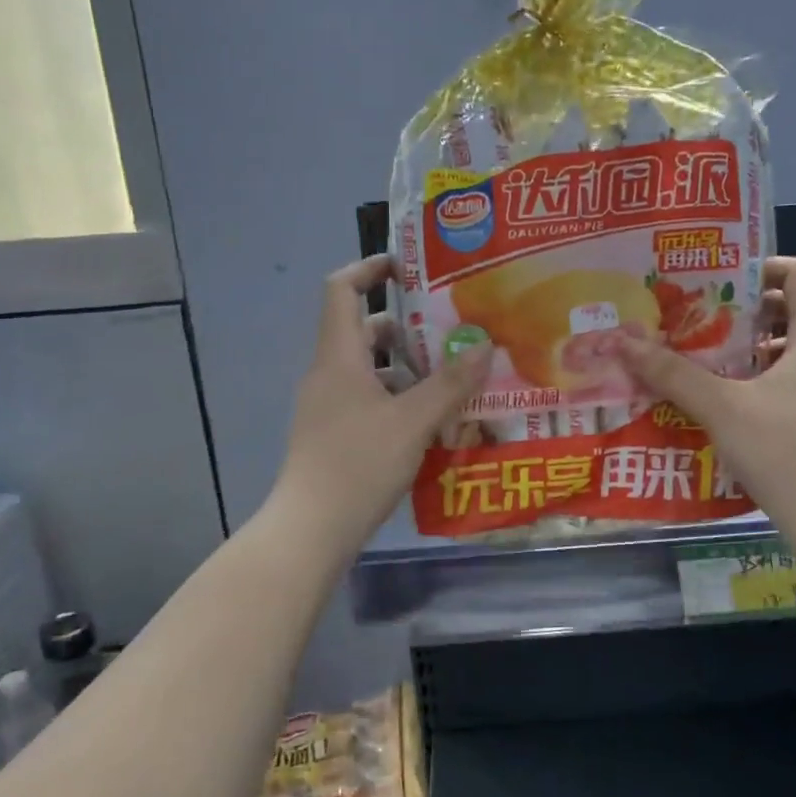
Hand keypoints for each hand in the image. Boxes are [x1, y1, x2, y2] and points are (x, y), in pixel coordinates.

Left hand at [268, 255, 492, 551]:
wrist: (311, 529)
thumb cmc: (358, 465)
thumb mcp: (413, 422)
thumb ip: (450, 384)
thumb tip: (483, 346)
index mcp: (339, 357)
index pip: (341, 289)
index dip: (370, 267)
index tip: (409, 267)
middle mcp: (329, 373)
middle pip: (364, 330)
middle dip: (408, 326)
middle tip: (454, 328)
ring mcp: (328, 405)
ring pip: (370, 369)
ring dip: (408, 367)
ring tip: (454, 375)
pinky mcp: (334, 433)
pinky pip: (369, 399)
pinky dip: (398, 398)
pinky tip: (433, 419)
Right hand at [618, 257, 795, 545]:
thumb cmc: (785, 451)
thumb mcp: (720, 408)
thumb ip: (672, 373)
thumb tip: (623, 341)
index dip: (760, 268)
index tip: (718, 285)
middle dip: (751, 313)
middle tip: (705, 325)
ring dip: (761, 350)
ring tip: (717, 366)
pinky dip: (777, 381)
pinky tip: (742, 408)